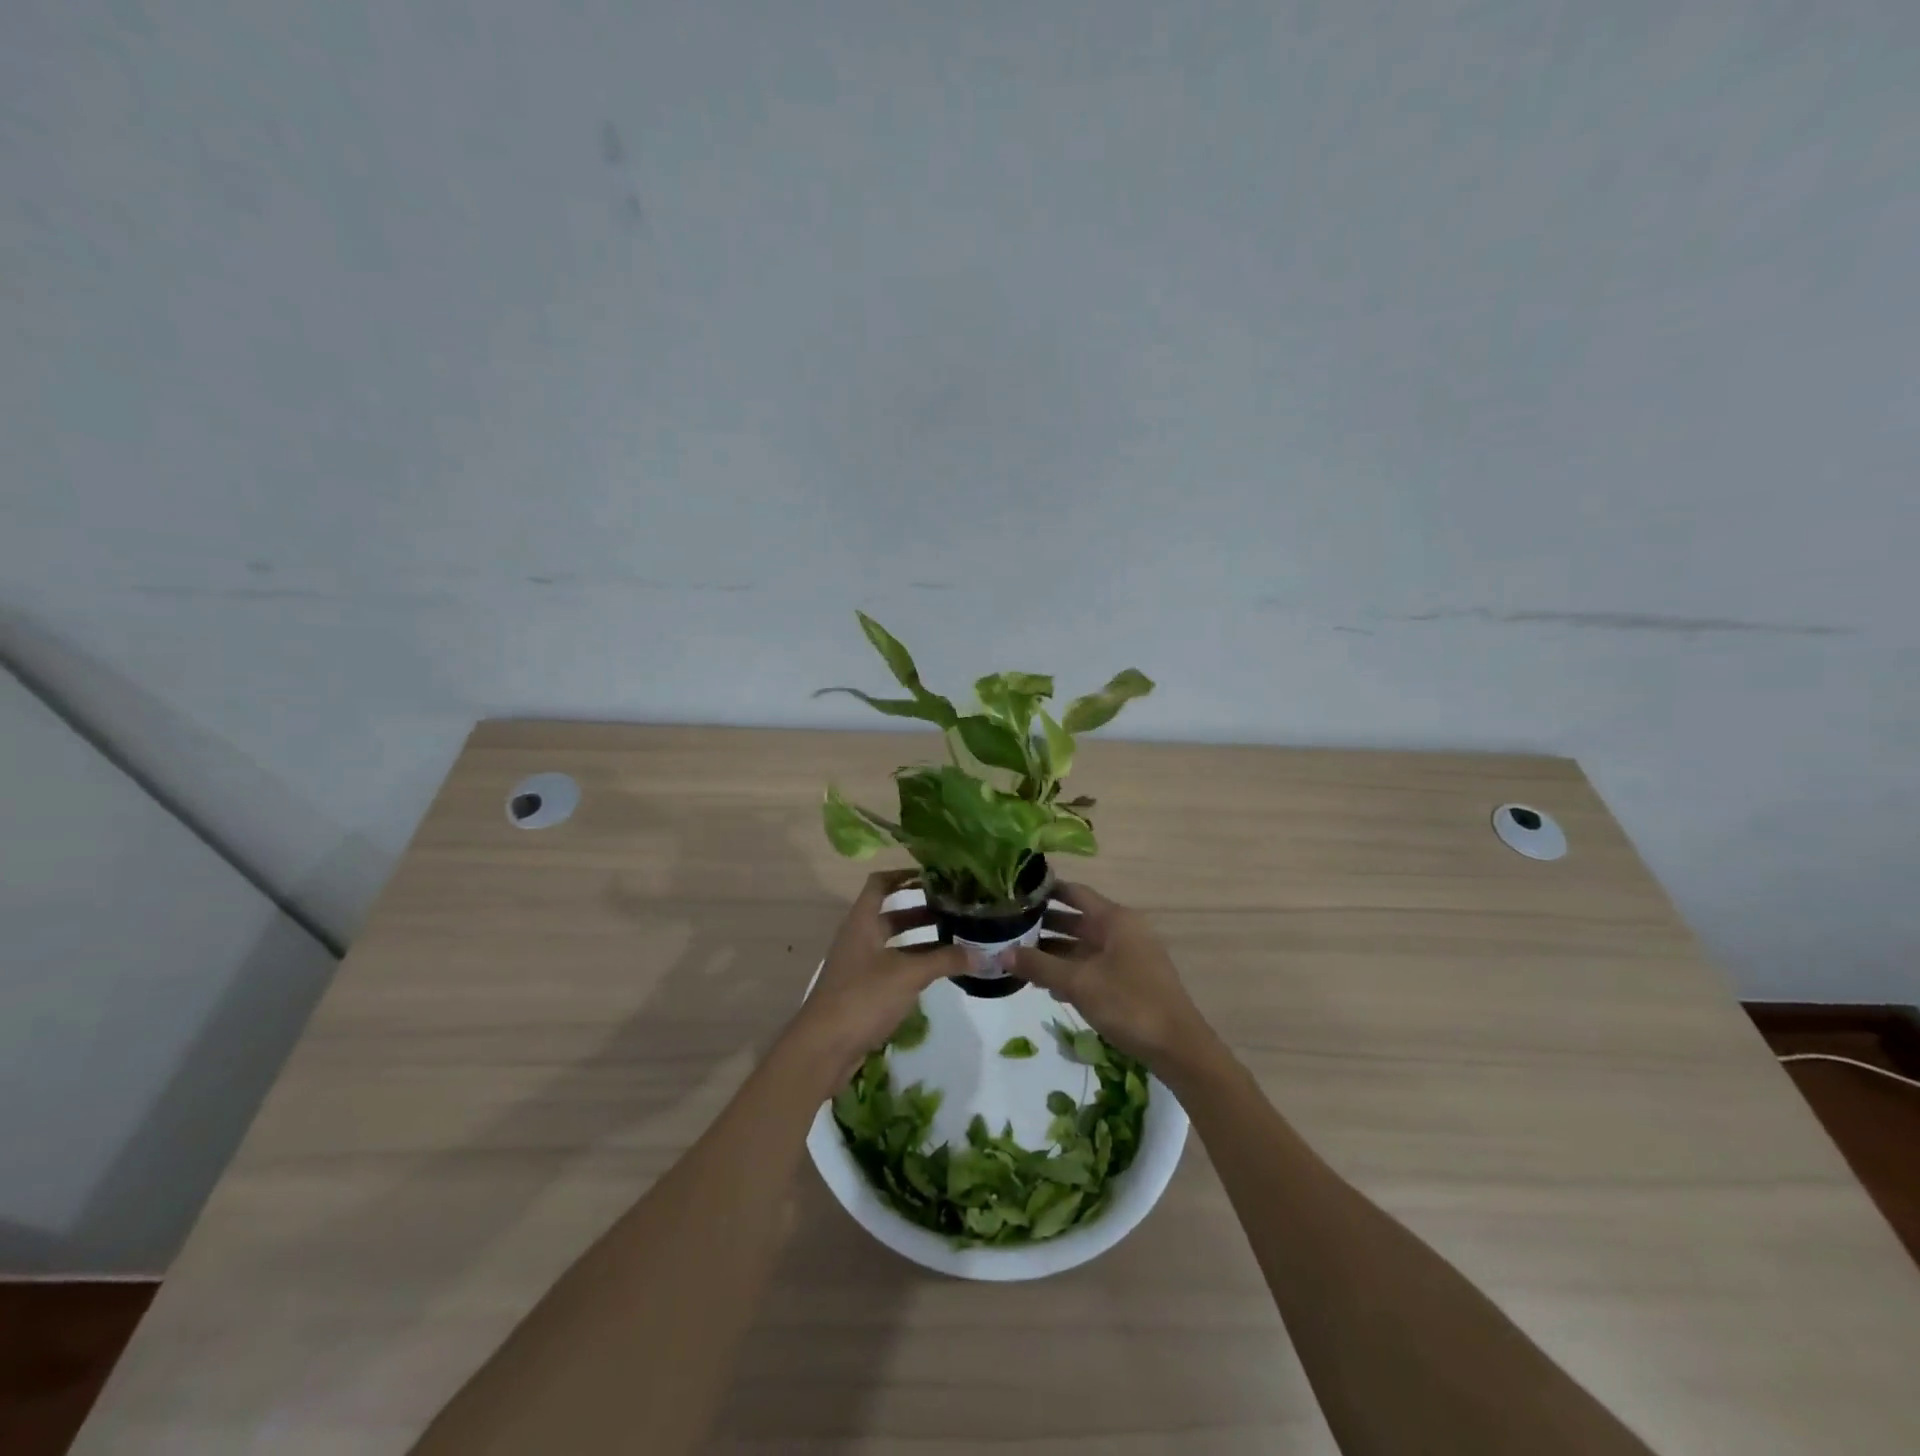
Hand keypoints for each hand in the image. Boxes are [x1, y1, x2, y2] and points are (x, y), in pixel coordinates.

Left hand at [792, 871, 966, 1083]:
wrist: (823, 1048)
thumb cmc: (863, 997)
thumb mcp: (908, 974)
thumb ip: (944, 960)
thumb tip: (982, 953)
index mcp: (863, 921)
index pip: (881, 884)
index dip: (905, 875)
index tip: (935, 876)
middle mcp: (860, 937)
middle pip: (892, 914)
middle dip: (923, 910)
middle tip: (957, 909)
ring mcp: (861, 965)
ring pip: (895, 943)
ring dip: (922, 939)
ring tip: (957, 938)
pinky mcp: (864, 990)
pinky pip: (894, 967)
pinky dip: (915, 964)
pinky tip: (940, 971)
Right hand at [1009, 883, 1217, 1072]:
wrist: (1178, 1048)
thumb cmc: (1129, 1004)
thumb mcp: (1078, 983)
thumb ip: (1039, 966)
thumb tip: (1001, 953)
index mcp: (1115, 919)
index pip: (1074, 892)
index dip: (1046, 890)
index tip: (1016, 891)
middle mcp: (1122, 930)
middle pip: (1077, 919)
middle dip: (1044, 925)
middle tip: (1007, 928)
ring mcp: (1128, 956)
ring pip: (1083, 946)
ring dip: (1054, 952)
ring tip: (1019, 959)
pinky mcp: (1130, 980)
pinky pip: (1094, 966)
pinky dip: (1072, 971)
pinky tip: (1048, 987)